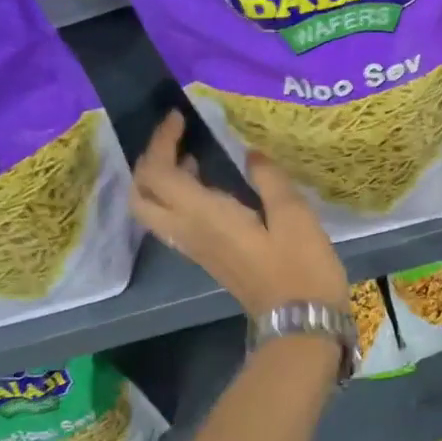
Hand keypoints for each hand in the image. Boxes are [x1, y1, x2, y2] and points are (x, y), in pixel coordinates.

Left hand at [132, 110, 349, 318]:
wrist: (300, 322)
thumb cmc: (301, 267)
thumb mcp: (294, 215)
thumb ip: (269, 179)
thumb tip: (251, 154)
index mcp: (204, 216)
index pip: (158, 173)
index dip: (161, 141)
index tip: (180, 118)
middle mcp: (188, 232)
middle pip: (140, 195)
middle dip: (148, 162)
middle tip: (176, 140)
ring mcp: (195, 248)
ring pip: (152, 211)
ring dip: (160, 180)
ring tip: (193, 157)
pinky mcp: (206, 258)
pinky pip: (173, 222)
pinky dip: (176, 197)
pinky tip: (209, 186)